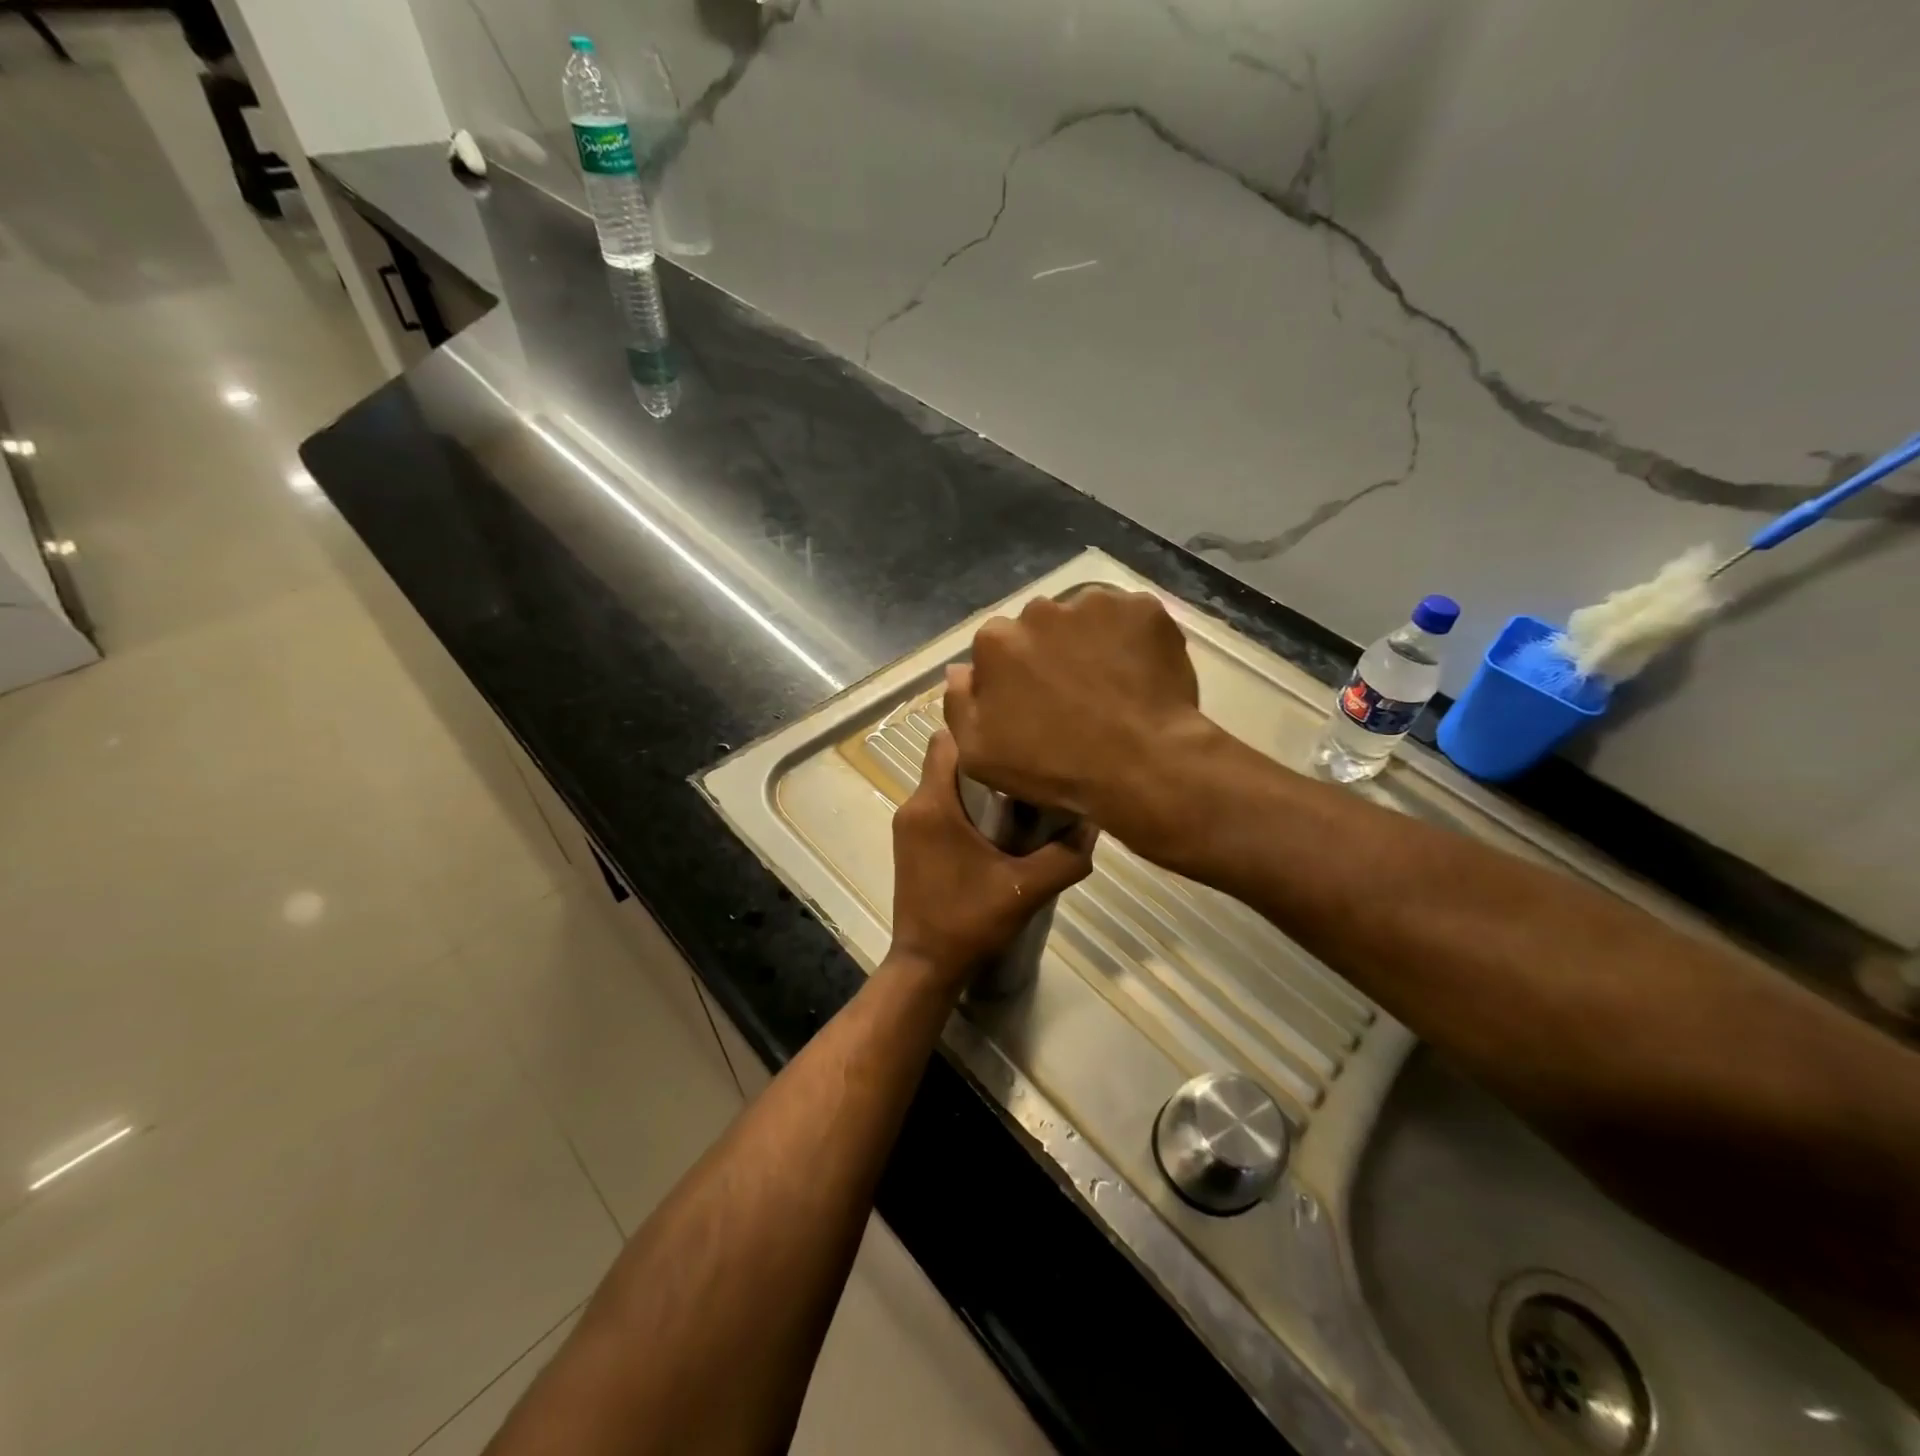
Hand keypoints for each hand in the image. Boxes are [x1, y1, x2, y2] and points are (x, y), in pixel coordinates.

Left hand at [889, 730, 1096, 991]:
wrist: (926, 965)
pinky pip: (938, 805)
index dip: (979, 731)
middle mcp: (913, 806)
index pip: (947, 741)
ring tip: (1017, 792)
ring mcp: (908, 826)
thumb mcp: (1026, 890)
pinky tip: (995, 825)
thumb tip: (1094, 824)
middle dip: (984, 757)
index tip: (1015, 735)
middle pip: (947, 759)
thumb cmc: (969, 921)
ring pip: (943, 783)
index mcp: (933, 805)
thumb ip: (1066, 857)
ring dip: (975, 784)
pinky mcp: (910, 843)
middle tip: (1026, 762)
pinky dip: (963, 805)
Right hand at [943, 587, 1212, 855]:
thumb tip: (959, 670)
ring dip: (1091, 642)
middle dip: (1051, 652)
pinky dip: (1133, 639)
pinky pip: (1130, 618)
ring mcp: (1094, 604)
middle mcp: (1040, 610)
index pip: (997, 647)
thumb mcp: (979, 755)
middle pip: (1040, 627)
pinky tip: (1140, 674)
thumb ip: (958, 704)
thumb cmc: (1053, 767)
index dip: (1014, 676)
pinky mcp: (1142, 608)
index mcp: (996, 641)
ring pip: (1085, 618)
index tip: (1033, 703)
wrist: (1140, 766)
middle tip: (1074, 693)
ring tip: (1111, 684)